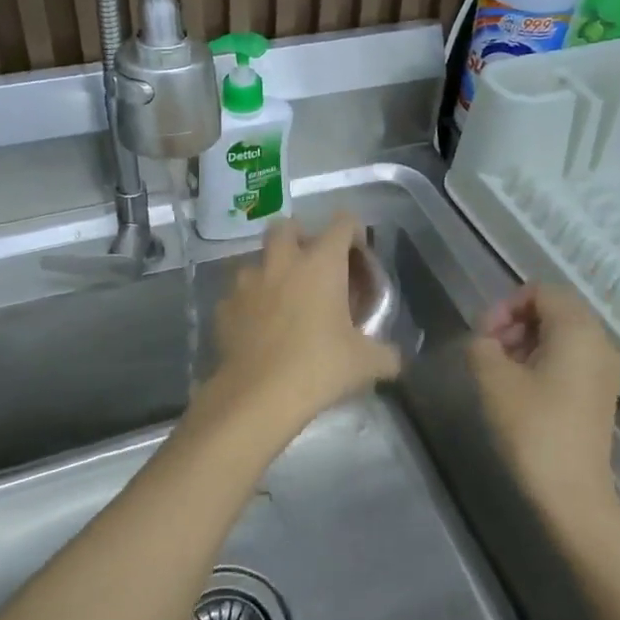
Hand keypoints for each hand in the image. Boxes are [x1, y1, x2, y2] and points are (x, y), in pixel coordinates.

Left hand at [205, 213, 402, 432]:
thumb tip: (394, 360)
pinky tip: (258, 328)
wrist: (258, 396)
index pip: (341, 223)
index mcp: (321, 264)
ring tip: (283, 299)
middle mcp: (282, 262)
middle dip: (300, 237)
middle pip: (287, 226)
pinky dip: (249, 305)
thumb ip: (386, 354)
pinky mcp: (224, 307)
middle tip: (313, 265)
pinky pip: (238, 296)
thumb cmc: (319, 367)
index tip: (358, 254)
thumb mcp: (366, 364)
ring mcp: (248, 283)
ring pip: (257, 260)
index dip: (353, 232)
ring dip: (271, 271)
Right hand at [467, 283, 619, 530]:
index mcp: (578, 329)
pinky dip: (542, 361)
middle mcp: (599, 342)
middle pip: (553, 310)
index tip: (481, 336)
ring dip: (525, 342)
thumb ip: (480, 344)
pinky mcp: (599, 394)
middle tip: (486, 351)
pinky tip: (520, 389)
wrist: (571, 495)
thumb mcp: (492, 378)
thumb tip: (484, 341)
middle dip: (514, 322)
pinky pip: (570, 358)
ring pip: (560, 335)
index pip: (540, 291)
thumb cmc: (532, 428)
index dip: (504, 306)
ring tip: (499, 371)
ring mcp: (604, 370)